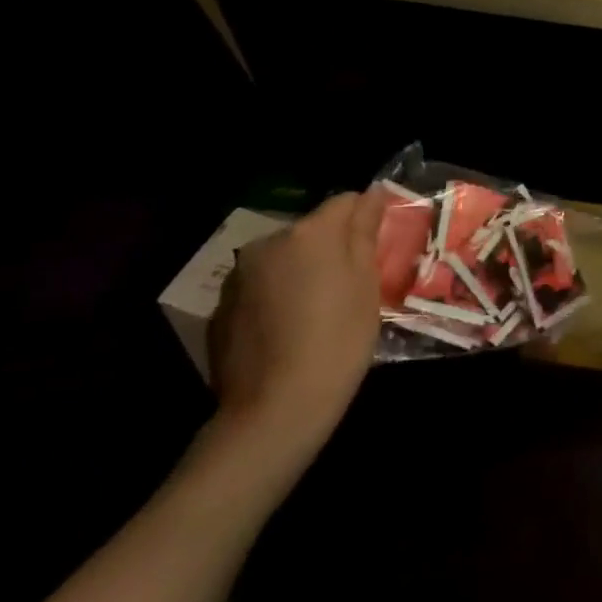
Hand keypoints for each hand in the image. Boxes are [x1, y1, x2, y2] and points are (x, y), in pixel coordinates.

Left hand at [208, 187, 385, 470]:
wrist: (276, 407)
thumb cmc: (339, 339)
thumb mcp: (366, 283)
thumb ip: (365, 233)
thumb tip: (371, 194)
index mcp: (309, 233)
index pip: (345, 201)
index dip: (366, 218)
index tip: (380, 245)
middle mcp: (267, 244)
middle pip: (311, 230)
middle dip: (332, 247)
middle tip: (354, 283)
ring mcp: (238, 277)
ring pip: (283, 259)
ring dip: (302, 271)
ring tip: (320, 310)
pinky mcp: (221, 309)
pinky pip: (260, 288)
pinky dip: (277, 297)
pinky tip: (290, 330)